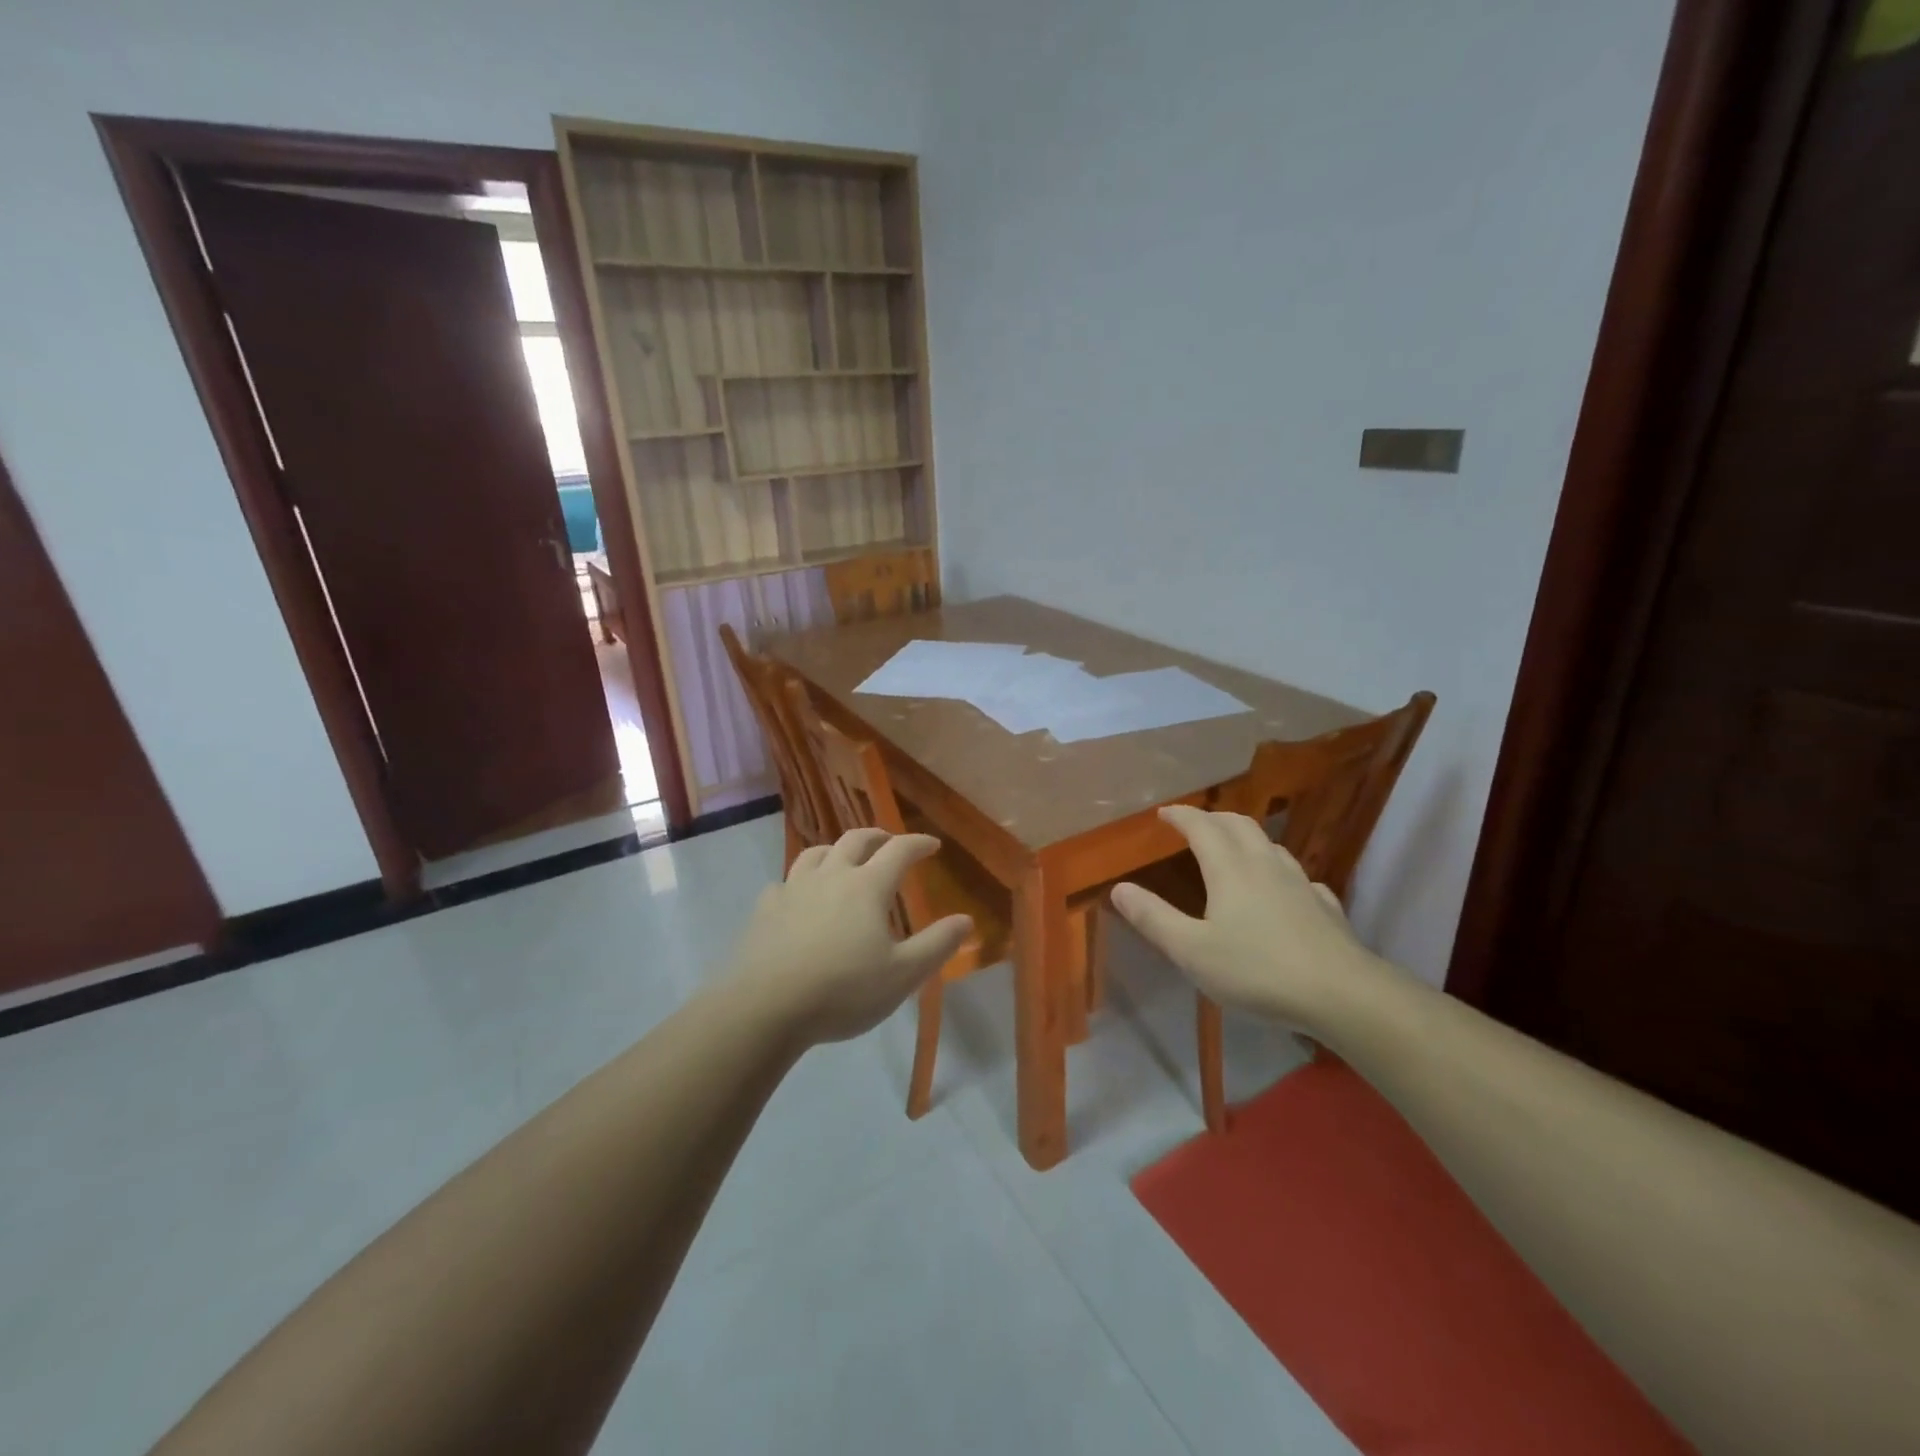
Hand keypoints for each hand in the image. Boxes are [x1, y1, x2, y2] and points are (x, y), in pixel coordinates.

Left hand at [727, 828, 972, 1045]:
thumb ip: (937, 944)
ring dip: (836, 850)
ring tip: (844, 860)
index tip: (933, 844)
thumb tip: (966, 919)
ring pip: (816, 853)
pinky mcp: (765, 908)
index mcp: (867, 886)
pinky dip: (800, 881)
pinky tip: (799, 897)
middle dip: (878, 836)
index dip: (918, 843)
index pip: (899, 850)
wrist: (766, 1008)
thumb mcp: (903, 974)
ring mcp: (793, 888)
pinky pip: (785, 882)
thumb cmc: (843, 991)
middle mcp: (830, 875)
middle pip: (855, 840)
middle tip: (890, 842)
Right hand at [1110, 805, 1387, 1030]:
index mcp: (1229, 868)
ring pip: (1270, 844)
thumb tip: (1119, 888)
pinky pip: (1296, 875)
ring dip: (1245, 837)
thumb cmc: (1257, 970)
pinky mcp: (1324, 905)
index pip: (1201, 826)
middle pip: (1239, 824)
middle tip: (1194, 825)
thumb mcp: (1192, 950)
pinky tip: (1281, 889)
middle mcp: (1265, 864)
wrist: (1342, 994)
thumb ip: (1153, 918)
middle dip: (1213, 818)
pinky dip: (1277, 869)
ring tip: (1233, 849)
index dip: (1181, 815)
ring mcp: (1299, 882)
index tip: (1164, 813)